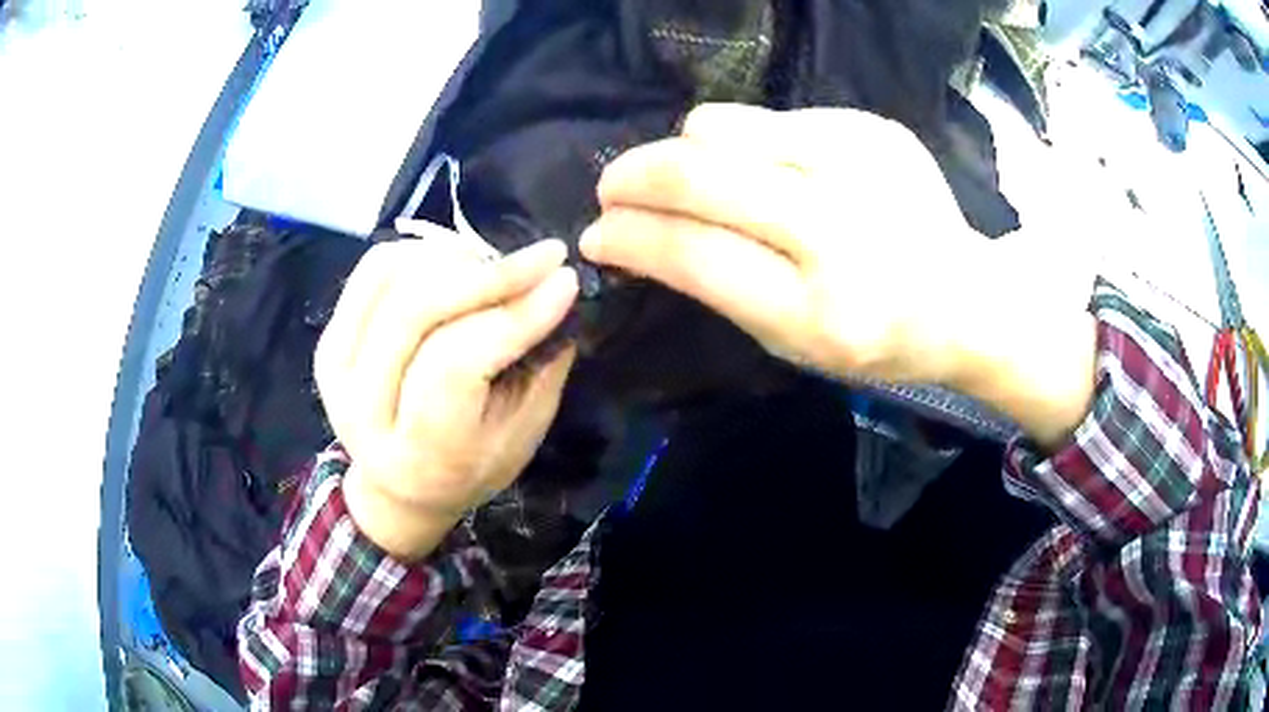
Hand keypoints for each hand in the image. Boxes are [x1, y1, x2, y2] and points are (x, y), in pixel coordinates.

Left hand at [315, 222, 578, 559]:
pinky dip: (422, 252)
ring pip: (393, 278)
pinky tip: (458, 263)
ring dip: (457, 258)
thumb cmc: (469, 469)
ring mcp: (336, 367)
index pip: (455, 364)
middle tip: (543, 258)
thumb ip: (539, 367)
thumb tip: (558, 288)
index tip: (564, 281)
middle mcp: (362, 409)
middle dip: (488, 274)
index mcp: (416, 454)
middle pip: (415, 311)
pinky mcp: (329, 336)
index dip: (512, 315)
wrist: (398, 487)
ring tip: (500, 267)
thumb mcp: (519, 437)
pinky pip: (374, 268)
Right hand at [582, 103, 988, 384]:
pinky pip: (771, 118)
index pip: (693, 253)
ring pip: (723, 125)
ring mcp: (859, 163)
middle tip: (613, 187)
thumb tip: (633, 233)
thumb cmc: (874, 338)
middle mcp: (839, 227)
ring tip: (701, 177)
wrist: (966, 298)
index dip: (629, 236)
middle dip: (632, 176)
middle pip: (697, 172)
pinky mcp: (871, 127)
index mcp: (818, 310)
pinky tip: (778, 171)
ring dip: (688, 151)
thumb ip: (713, 284)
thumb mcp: (790, 342)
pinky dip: (750, 144)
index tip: (595, 231)